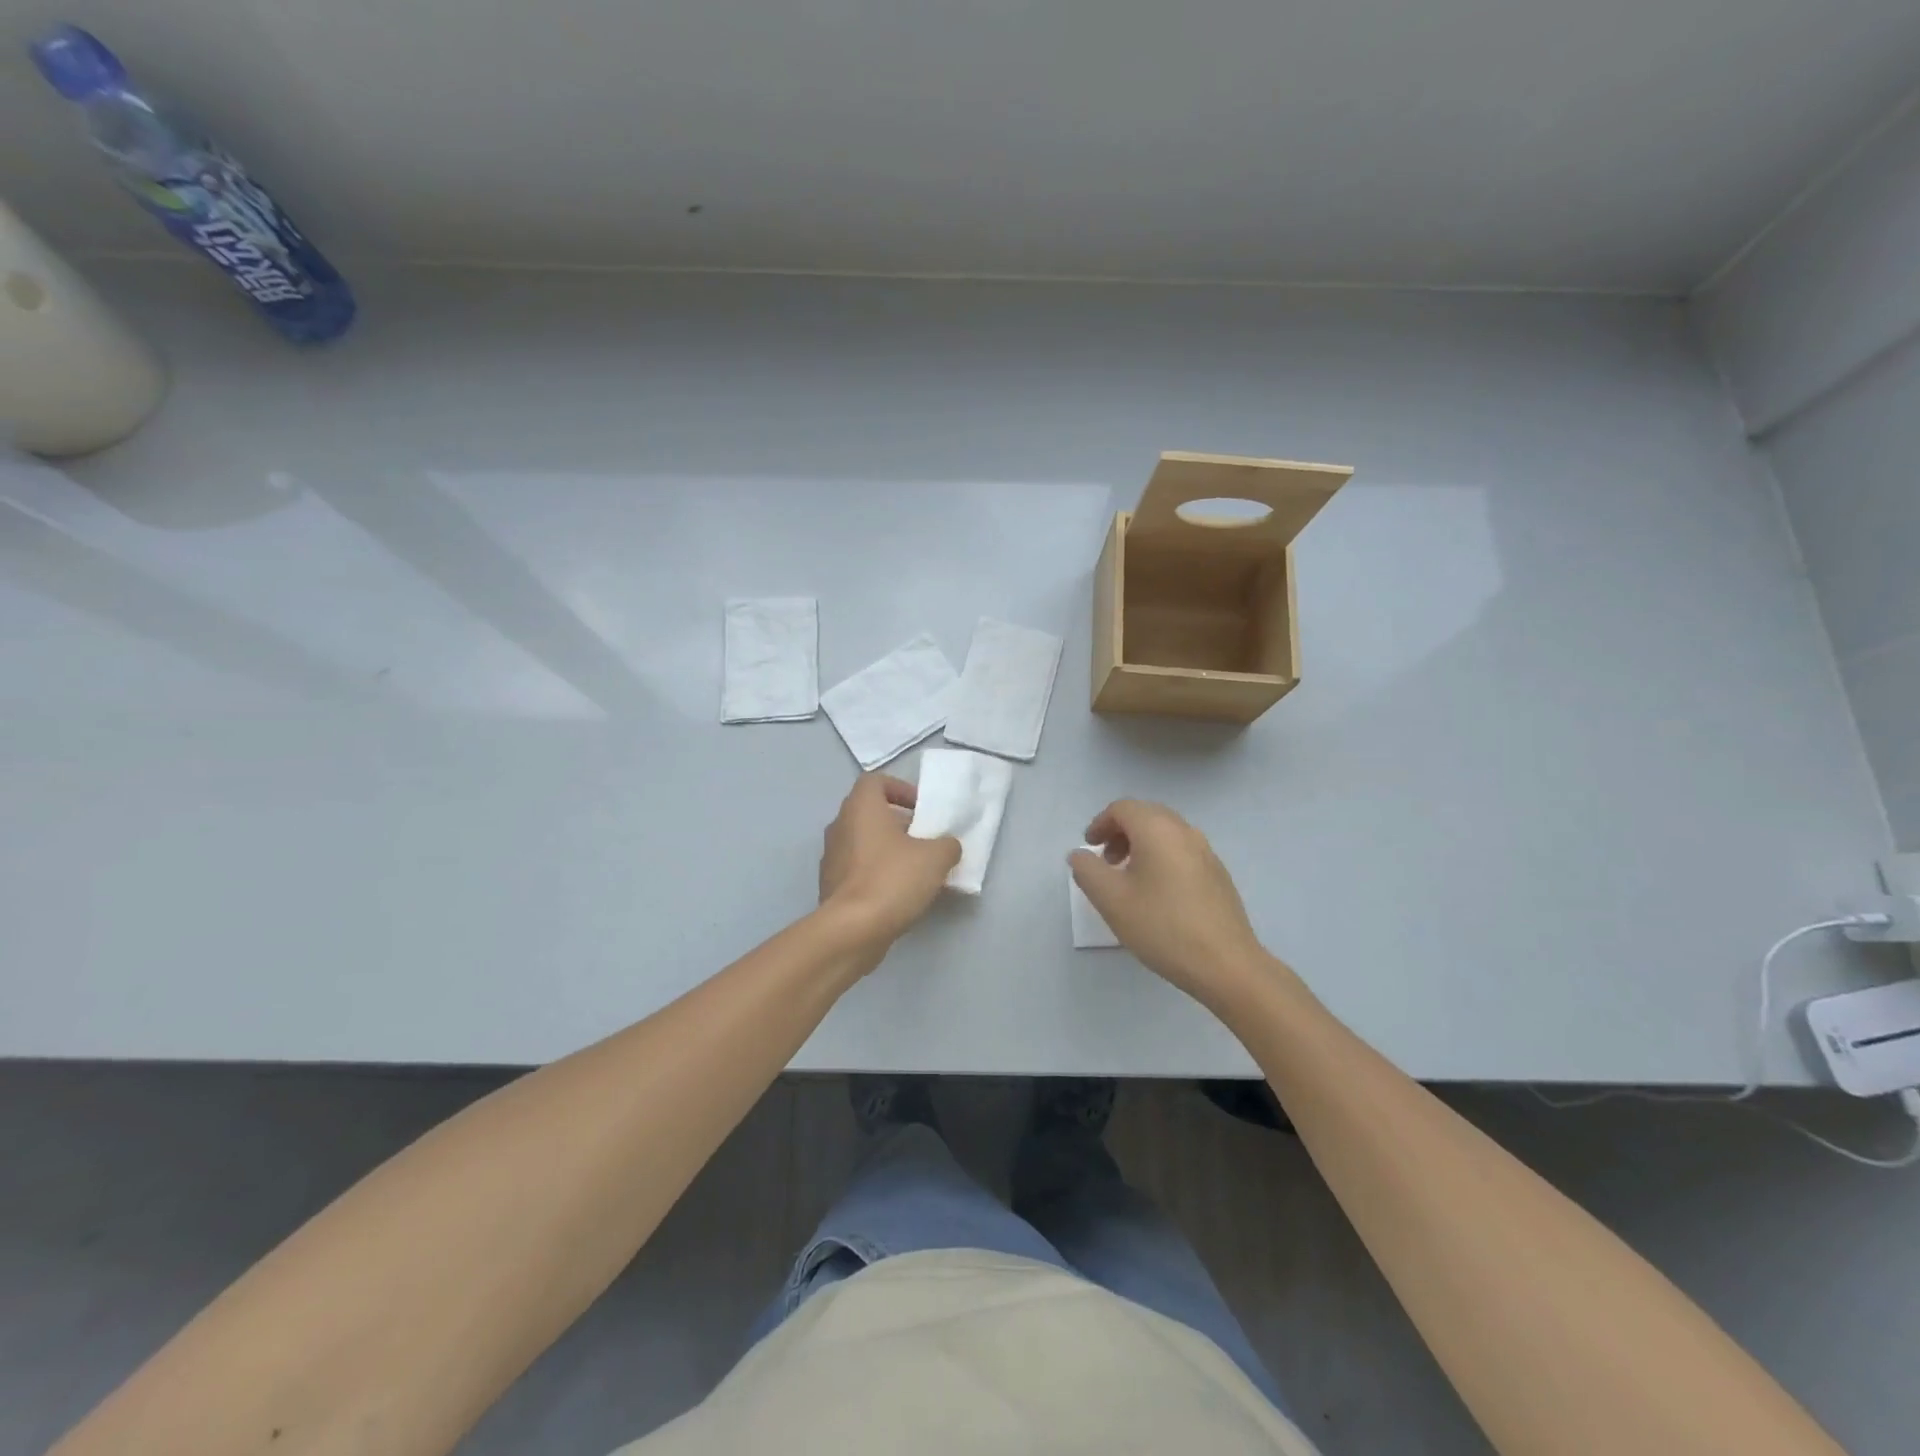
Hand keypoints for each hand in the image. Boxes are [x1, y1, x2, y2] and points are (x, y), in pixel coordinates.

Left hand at [820, 773, 961, 944]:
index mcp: (861, 808)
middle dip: (898, 823)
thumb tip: (947, 846)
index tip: (920, 809)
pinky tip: (897, 893)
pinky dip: (875, 873)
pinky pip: (856, 868)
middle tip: (923, 840)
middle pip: (869, 813)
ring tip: (914, 869)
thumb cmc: (892, 880)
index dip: (900, 789)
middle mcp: (840, 826)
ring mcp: (831, 857)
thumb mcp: (935, 858)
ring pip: (862, 842)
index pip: (875, 781)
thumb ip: (947, 845)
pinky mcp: (830, 885)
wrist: (852, 929)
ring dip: (887, 849)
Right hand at [1070, 800, 1269, 1006]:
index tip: (1089, 848)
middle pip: (1146, 815)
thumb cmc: (1162, 927)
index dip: (1100, 823)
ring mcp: (1206, 852)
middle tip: (1105, 860)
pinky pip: (1182, 851)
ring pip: (1166, 833)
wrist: (1226, 964)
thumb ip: (1087, 870)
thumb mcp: (1111, 900)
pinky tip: (1156, 893)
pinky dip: (1161, 857)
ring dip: (1141, 845)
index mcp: (1158, 830)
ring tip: (1128, 878)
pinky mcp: (1218, 874)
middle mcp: (1185, 832)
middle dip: (1120, 832)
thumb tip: (1080, 855)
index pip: (1123, 808)